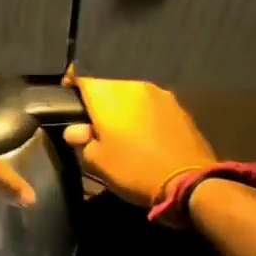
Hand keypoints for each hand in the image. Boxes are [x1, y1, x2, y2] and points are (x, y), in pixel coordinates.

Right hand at [62, 74, 216, 206]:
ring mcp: (160, 94)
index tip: (66, 97)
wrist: (189, 182)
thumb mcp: (96, 162)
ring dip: (122, 106)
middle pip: (108, 83)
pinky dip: (142, 113)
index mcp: (108, 94)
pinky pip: (150, 104)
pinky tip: (143, 134)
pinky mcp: (179, 107)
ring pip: (131, 93)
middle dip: (98, 99)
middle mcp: (134, 85)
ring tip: (120, 129)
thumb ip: (81, 140)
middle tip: (92, 121)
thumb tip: (77, 131)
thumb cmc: (133, 169)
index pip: (82, 74)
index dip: (70, 82)